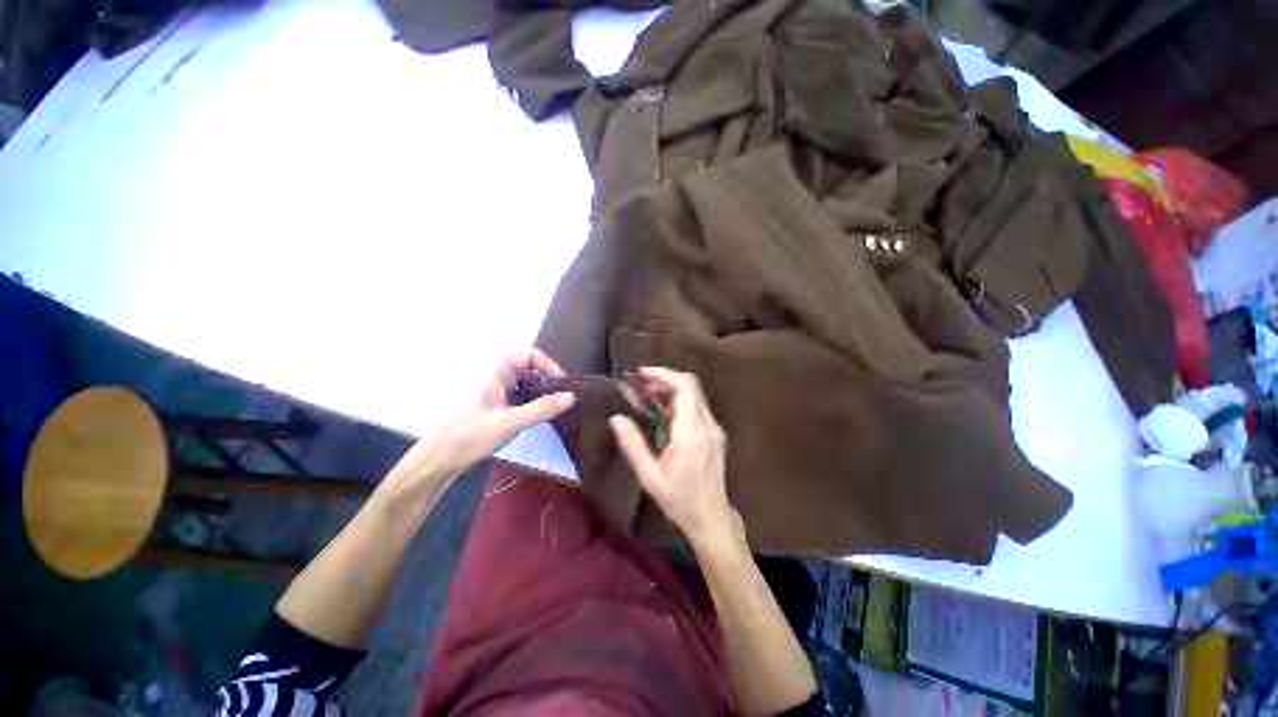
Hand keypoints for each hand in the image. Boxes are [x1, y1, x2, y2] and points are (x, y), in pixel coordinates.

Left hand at [389, 350, 575, 486]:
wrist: (437, 461)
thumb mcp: (511, 422)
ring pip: (526, 383)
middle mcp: (496, 376)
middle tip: (562, 400)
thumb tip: (572, 396)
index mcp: (497, 371)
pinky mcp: (494, 405)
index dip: (550, 366)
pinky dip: (532, 403)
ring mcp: (495, 391)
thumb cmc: (471, 436)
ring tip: (554, 410)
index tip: (563, 385)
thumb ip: (543, 408)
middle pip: (530, 368)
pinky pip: (519, 396)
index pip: (531, 355)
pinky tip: (539, 417)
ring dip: (541, 393)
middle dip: (548, 381)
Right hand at [609, 367, 737, 543]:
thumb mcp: (649, 476)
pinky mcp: (713, 433)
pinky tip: (662, 412)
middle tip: (640, 385)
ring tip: (647, 396)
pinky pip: (696, 407)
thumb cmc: (679, 499)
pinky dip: (678, 402)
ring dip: (671, 390)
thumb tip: (616, 418)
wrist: (711, 517)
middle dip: (665, 379)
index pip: (685, 387)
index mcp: (691, 431)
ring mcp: (713, 428)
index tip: (641, 374)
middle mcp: (707, 424)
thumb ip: (633, 445)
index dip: (664, 374)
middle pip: (691, 386)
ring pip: (694, 395)